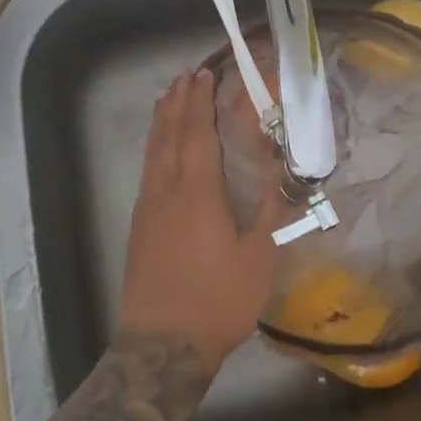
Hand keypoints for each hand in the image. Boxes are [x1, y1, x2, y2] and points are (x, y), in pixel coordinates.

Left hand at [115, 69, 283, 373]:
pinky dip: (154, 145)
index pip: (197, 133)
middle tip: (186, 75)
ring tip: (168, 97)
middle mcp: (167, 190)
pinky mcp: (138, 225)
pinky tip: (160, 149)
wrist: (161, 346)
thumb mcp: (258, 259)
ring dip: (162, 119)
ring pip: (153, 150)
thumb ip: (270, 212)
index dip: (200, 101)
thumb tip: (281, 175)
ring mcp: (148, 207)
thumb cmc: (217, 301)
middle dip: (178, 101)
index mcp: (198, 192)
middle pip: (169, 133)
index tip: (203, 74)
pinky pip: (147, 169)